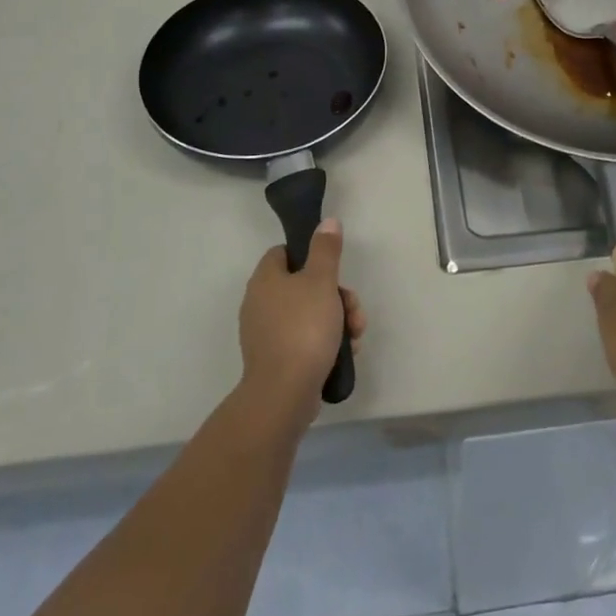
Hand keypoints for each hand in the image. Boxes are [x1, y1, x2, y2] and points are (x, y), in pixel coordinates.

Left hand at [238, 218, 364, 428]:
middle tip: (353, 310)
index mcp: (265, 279)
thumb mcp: (321, 281)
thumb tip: (327, 222)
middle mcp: (260, 303)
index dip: (310, 255)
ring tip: (355, 336)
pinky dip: (325, 343)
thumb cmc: (303, 328)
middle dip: (337, 296)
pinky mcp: (276, 360)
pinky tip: (345, 354)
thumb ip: (326, 250)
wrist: (284, 393)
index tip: (333, 270)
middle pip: (304, 286)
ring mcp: (266, 334)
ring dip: (338, 321)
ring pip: (309, 315)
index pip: (284, 252)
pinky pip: (305, 341)